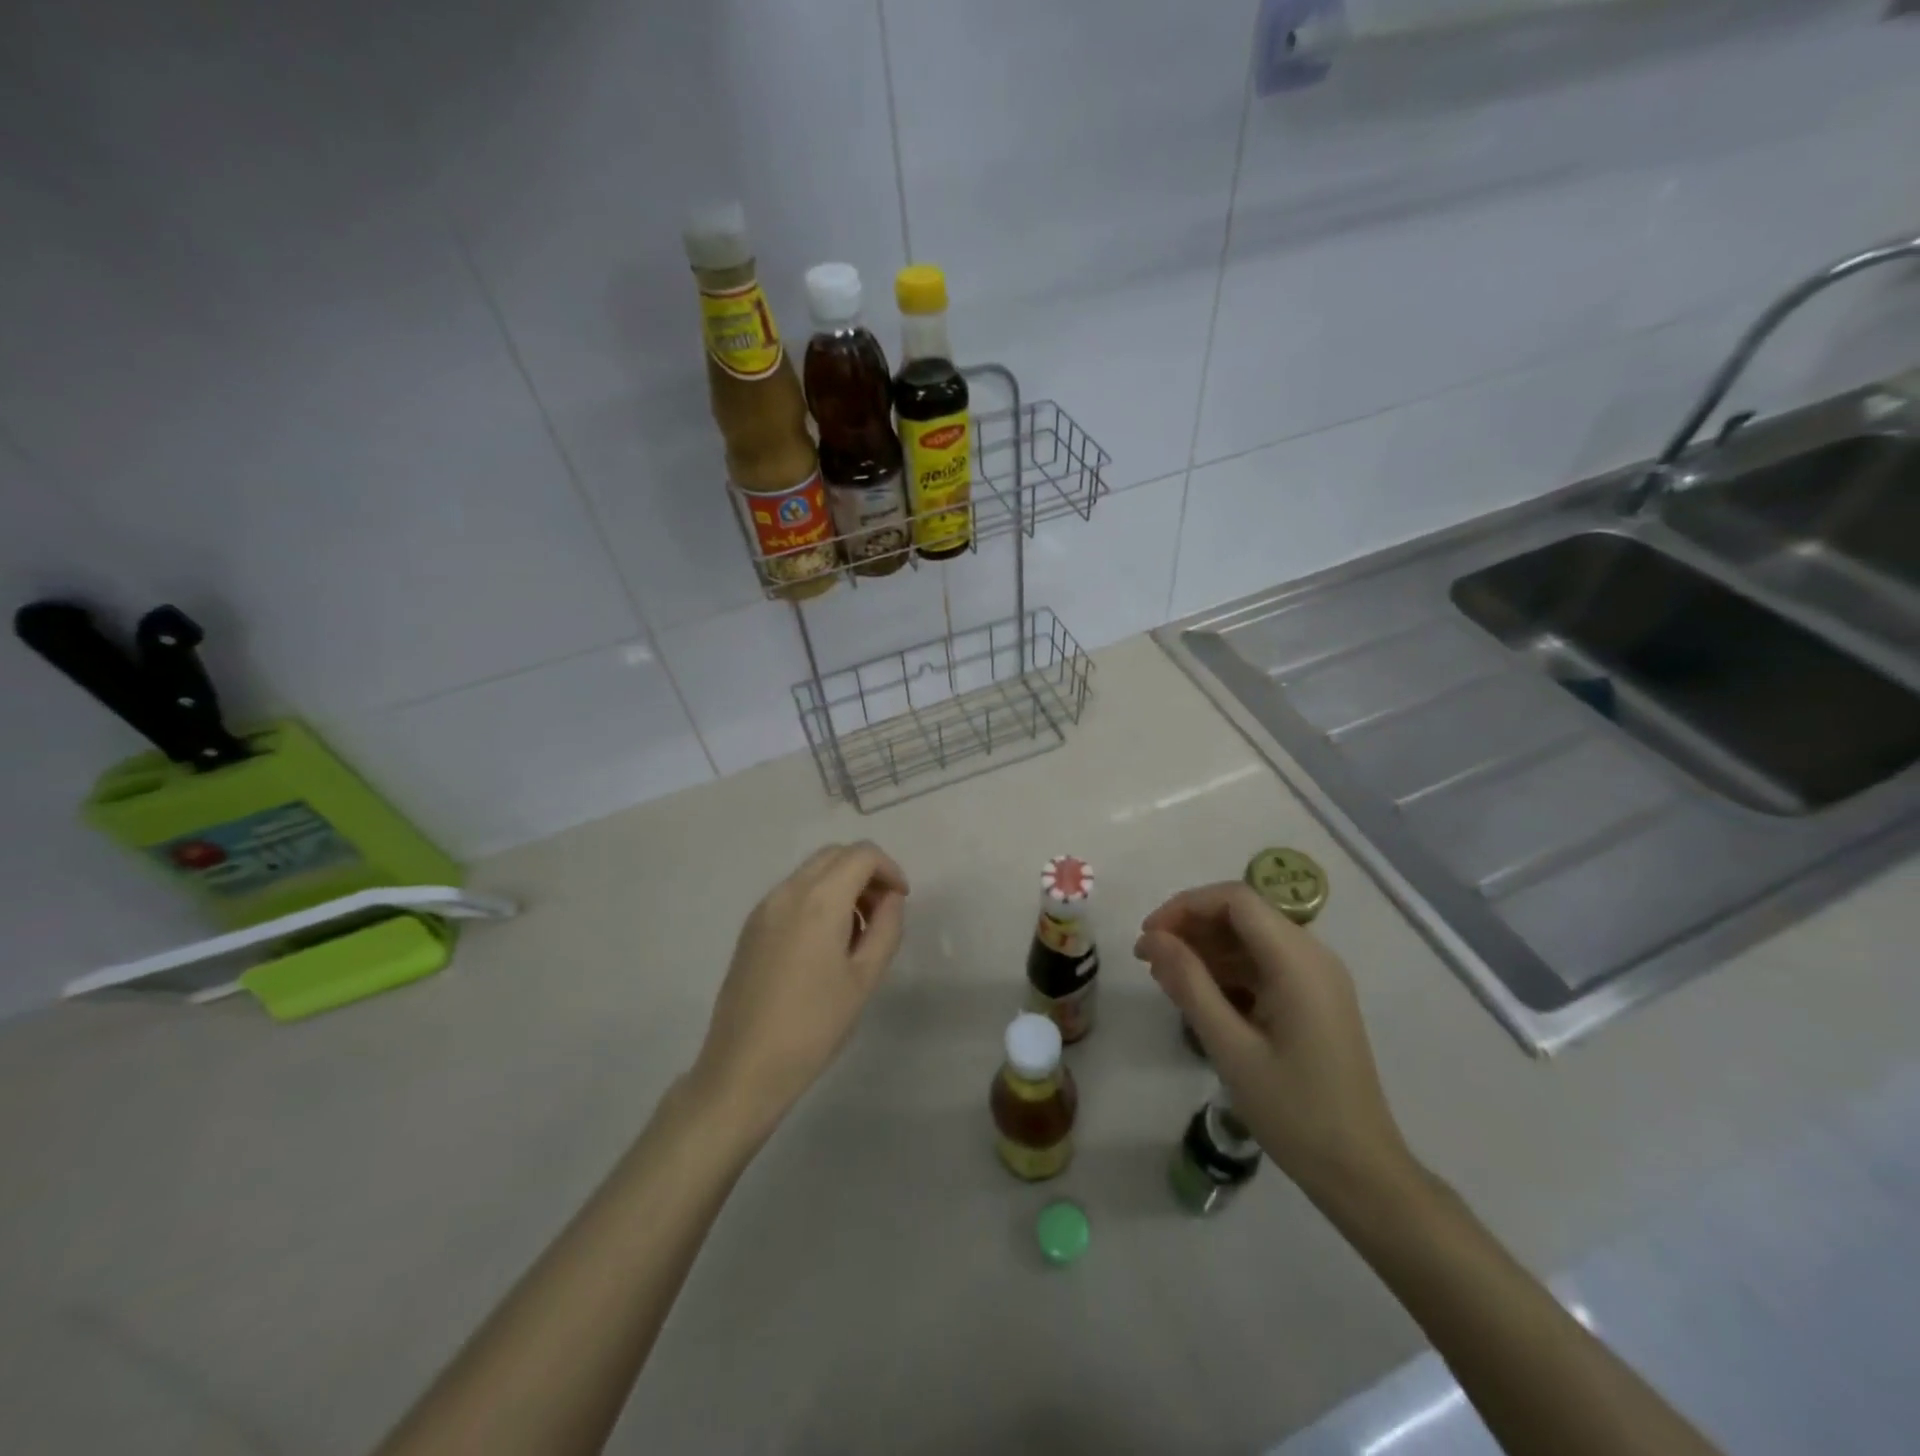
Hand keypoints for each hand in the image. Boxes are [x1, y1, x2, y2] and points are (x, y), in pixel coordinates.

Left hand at [691, 842, 908, 1136]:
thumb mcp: (865, 978)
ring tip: (855, 932)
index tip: (901, 901)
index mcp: (819, 900)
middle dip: (866, 872)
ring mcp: (764, 907)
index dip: (890, 869)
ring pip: (812, 871)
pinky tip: (824, 943)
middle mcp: (788, 891)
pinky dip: (817, 898)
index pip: (862, 854)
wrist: (744, 1067)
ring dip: (841, 884)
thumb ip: (886, 928)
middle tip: (881, 913)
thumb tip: (891, 899)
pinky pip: (792, 892)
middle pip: (835, 854)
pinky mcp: (751, 927)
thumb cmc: (814, 1026)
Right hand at [1135, 882, 1414, 1203]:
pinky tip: (1200, 996)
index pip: (1235, 899)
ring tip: (1166, 979)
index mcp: (1298, 962)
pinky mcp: (1314, 998)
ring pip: (1251, 938)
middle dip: (1191, 927)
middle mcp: (1313, 956)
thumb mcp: (1230, 1047)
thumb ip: (1189, 983)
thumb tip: (1151, 938)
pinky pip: (1264, 964)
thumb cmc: (1294, 1112)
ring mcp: (1317, 977)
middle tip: (1149, 959)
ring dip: (1206, 948)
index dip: (1185, 906)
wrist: (1361, 1173)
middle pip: (1243, 914)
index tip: (1148, 937)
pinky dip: (1228, 970)